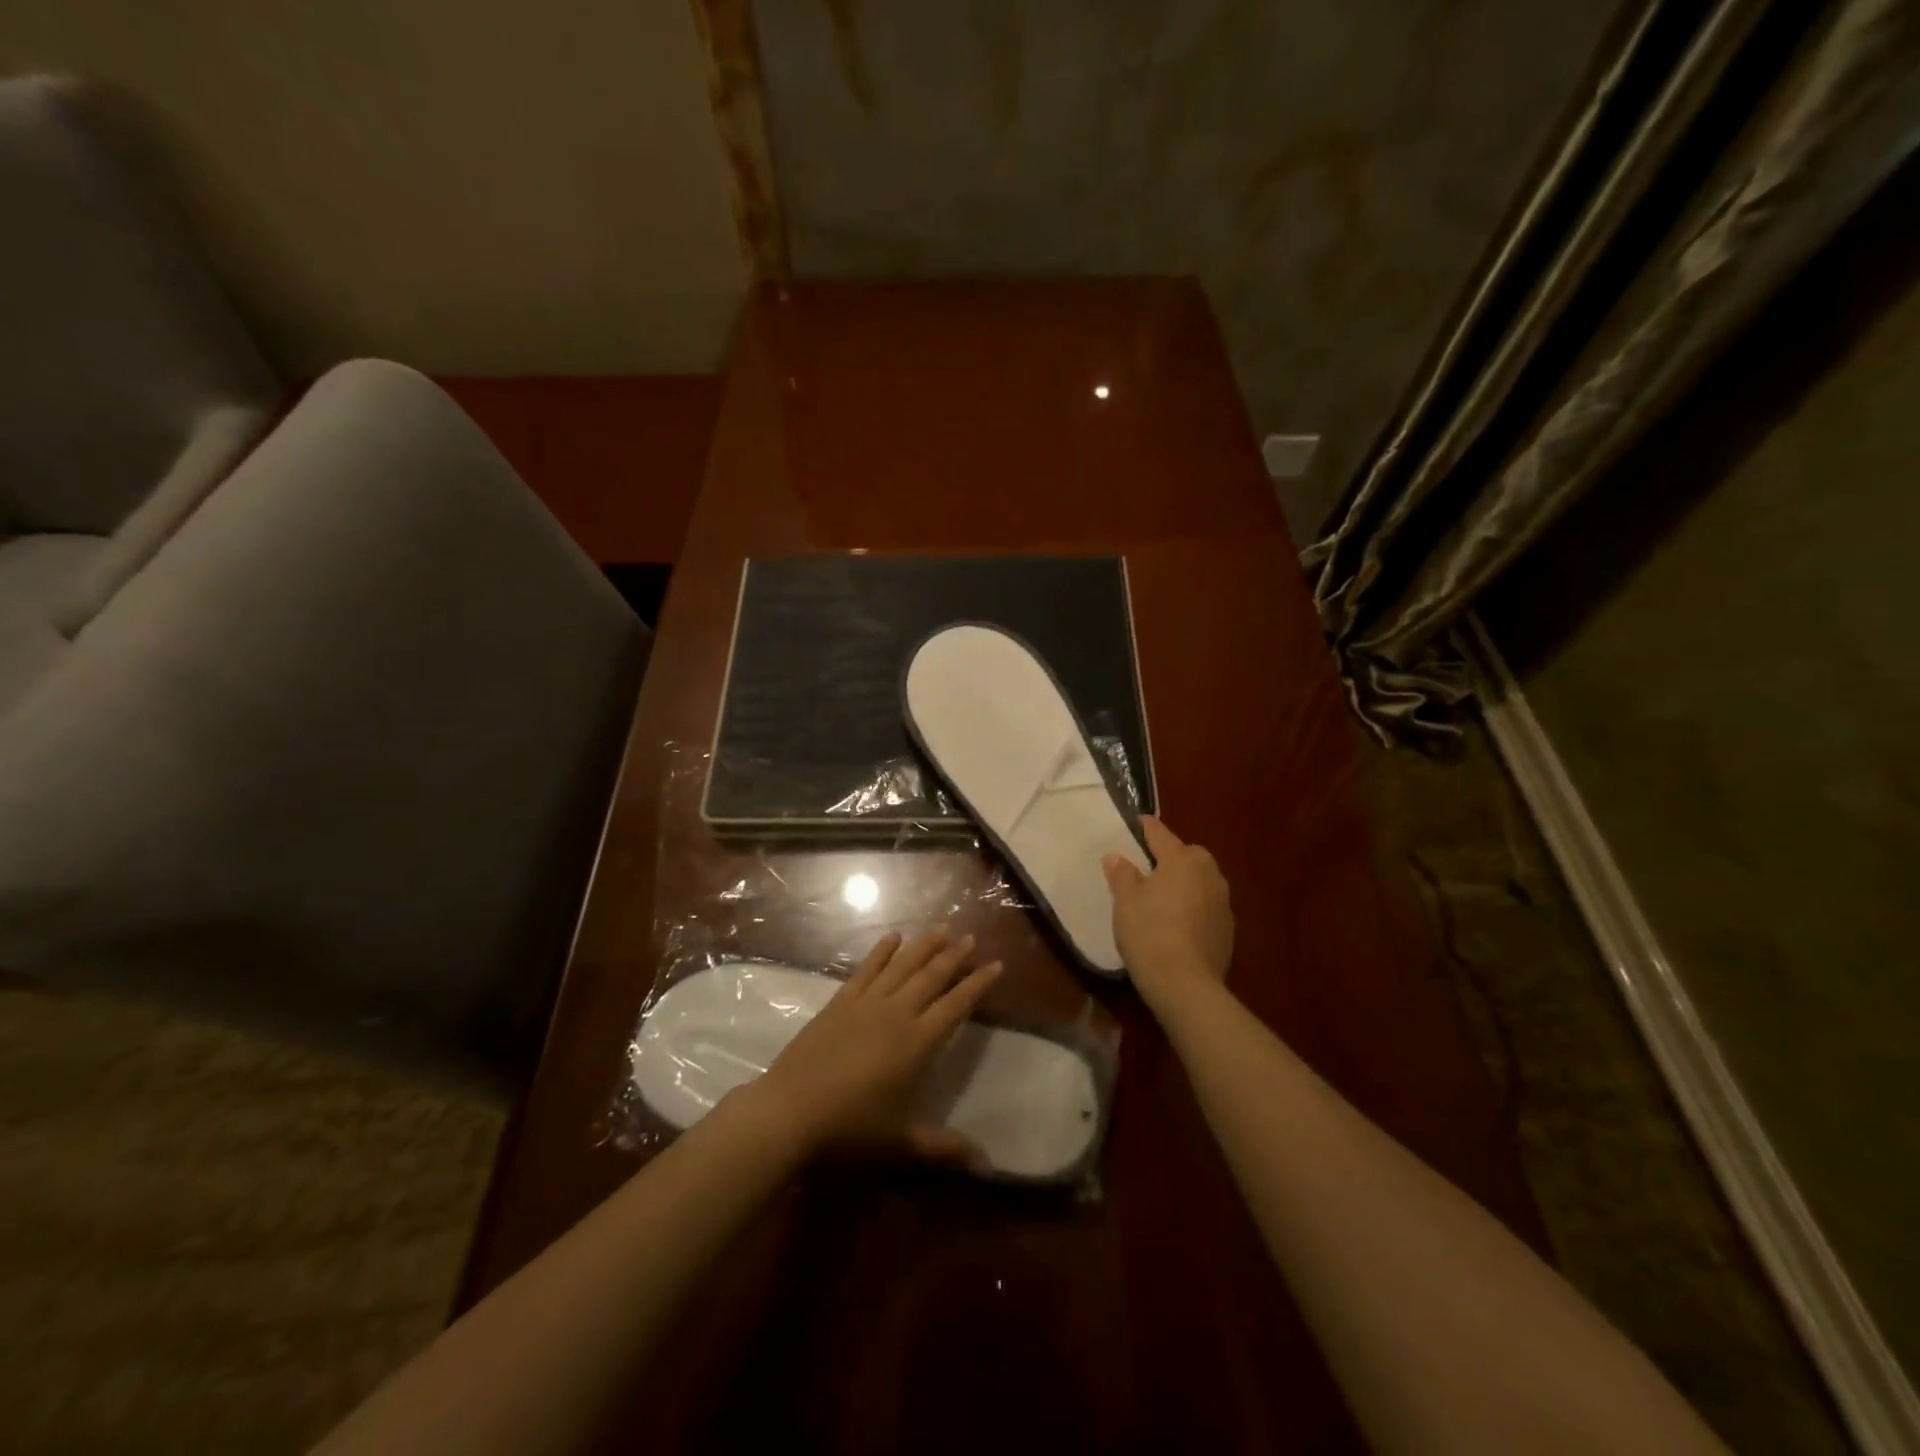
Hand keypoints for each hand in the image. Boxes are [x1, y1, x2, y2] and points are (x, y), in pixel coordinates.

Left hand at [749, 927, 1001, 1165]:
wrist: (790, 1111)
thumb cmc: (850, 1129)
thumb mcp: (901, 1143)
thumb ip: (944, 1148)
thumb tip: (988, 1166)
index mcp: (917, 1043)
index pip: (956, 1005)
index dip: (977, 984)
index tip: (996, 964)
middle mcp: (896, 1013)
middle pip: (931, 977)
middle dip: (953, 956)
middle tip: (970, 937)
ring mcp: (866, 1003)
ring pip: (902, 966)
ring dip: (923, 946)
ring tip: (941, 928)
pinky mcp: (840, 1002)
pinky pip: (866, 969)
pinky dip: (881, 952)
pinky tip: (892, 937)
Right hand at [1103, 816, 1233, 1013]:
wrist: (1186, 984)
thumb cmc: (1149, 932)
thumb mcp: (1125, 901)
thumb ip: (1122, 874)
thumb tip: (1116, 857)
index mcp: (1182, 860)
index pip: (1161, 834)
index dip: (1147, 827)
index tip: (1139, 821)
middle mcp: (1208, 874)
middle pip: (1189, 855)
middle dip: (1173, 855)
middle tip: (1150, 866)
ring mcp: (1222, 902)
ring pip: (1201, 880)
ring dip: (1186, 882)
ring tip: (1164, 895)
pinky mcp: (1228, 929)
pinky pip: (1207, 905)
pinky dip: (1194, 906)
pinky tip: (1178, 922)